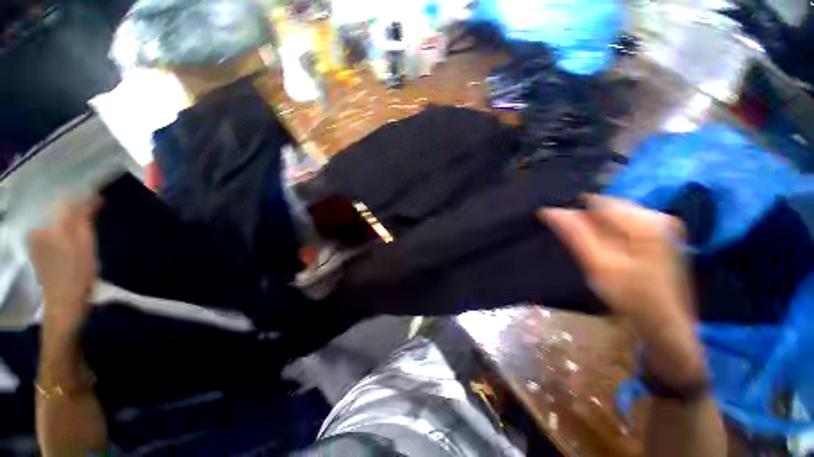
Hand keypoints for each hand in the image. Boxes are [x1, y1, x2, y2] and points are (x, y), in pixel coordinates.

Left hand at [28, 198, 100, 335]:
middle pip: (59, 209)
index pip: (67, 201)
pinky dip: (61, 229)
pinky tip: (70, 238)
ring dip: (68, 219)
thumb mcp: (87, 244)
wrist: (63, 303)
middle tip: (93, 213)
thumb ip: (84, 218)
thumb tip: (90, 198)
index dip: (84, 198)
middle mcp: (39, 228)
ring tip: (83, 226)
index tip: (100, 200)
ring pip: (53, 220)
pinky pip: (49, 230)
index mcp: (51, 226)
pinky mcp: (35, 249)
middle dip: (76, 208)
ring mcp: (34, 239)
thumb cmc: (79, 273)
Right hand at [538, 195, 704, 384]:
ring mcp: (664, 226)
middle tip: (577, 244)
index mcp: (644, 222)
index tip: (560, 230)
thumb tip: (549, 211)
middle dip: (587, 221)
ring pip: (616, 216)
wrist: (667, 325)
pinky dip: (610, 233)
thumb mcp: (598, 266)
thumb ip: (575, 235)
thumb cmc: (632, 297)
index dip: (573, 213)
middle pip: (608, 208)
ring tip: (590, 248)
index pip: (596, 202)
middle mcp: (657, 216)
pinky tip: (607, 250)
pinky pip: (626, 225)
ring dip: (598, 228)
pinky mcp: (663, 236)